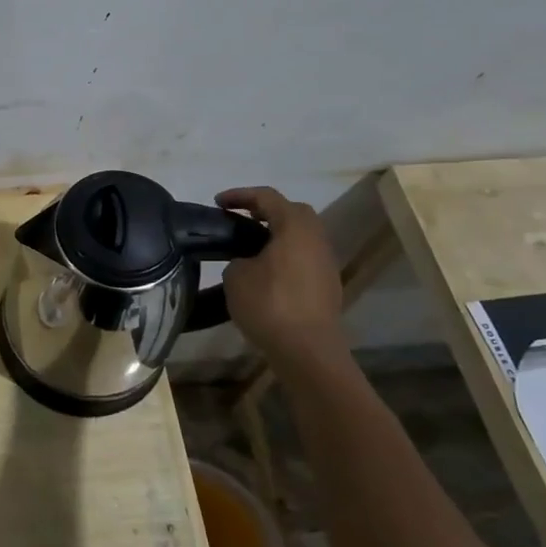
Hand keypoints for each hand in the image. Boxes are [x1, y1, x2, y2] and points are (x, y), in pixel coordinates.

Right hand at [217, 187, 348, 368]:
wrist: (307, 350)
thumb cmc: (270, 305)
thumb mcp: (236, 276)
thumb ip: (239, 259)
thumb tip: (248, 262)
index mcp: (295, 227)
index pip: (267, 197)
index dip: (240, 195)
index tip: (217, 203)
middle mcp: (316, 238)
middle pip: (292, 212)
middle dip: (264, 211)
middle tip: (239, 219)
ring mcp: (326, 262)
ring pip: (301, 236)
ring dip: (276, 234)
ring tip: (249, 246)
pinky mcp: (327, 284)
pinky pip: (304, 257)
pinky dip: (285, 255)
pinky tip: (266, 272)